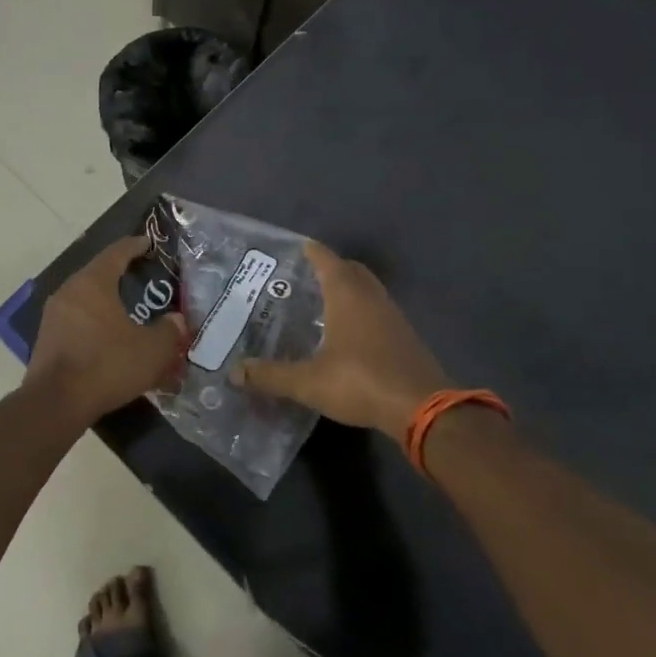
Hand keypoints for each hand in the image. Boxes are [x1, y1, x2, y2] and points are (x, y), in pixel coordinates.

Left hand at [24, 236, 186, 424]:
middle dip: (120, 274)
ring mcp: (53, 315)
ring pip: (85, 299)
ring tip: (127, 310)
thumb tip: (177, 321)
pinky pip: (76, 320)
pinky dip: (94, 322)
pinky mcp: (46, 339)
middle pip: (98, 274)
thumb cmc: (106, 365)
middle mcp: (69, 291)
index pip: (116, 253)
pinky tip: (107, 338)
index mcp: (93, 283)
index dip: (135, 245)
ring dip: (106, 301)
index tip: (148, 242)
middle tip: (142, 278)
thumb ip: (169, 331)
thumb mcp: (151, 350)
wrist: (56, 403)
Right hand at [232, 242, 448, 435]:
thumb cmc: (360, 381)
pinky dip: (362, 312)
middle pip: (351, 270)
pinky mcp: (404, 337)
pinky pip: (378, 311)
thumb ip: (271, 375)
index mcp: (347, 296)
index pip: (327, 260)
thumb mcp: (308, 382)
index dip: (311, 252)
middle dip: (331, 268)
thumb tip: (234, 372)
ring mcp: (393, 316)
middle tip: (305, 278)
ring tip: (322, 304)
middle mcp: (371, 297)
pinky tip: (347, 334)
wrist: (421, 408)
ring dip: (348, 291)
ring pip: (368, 290)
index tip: (295, 249)